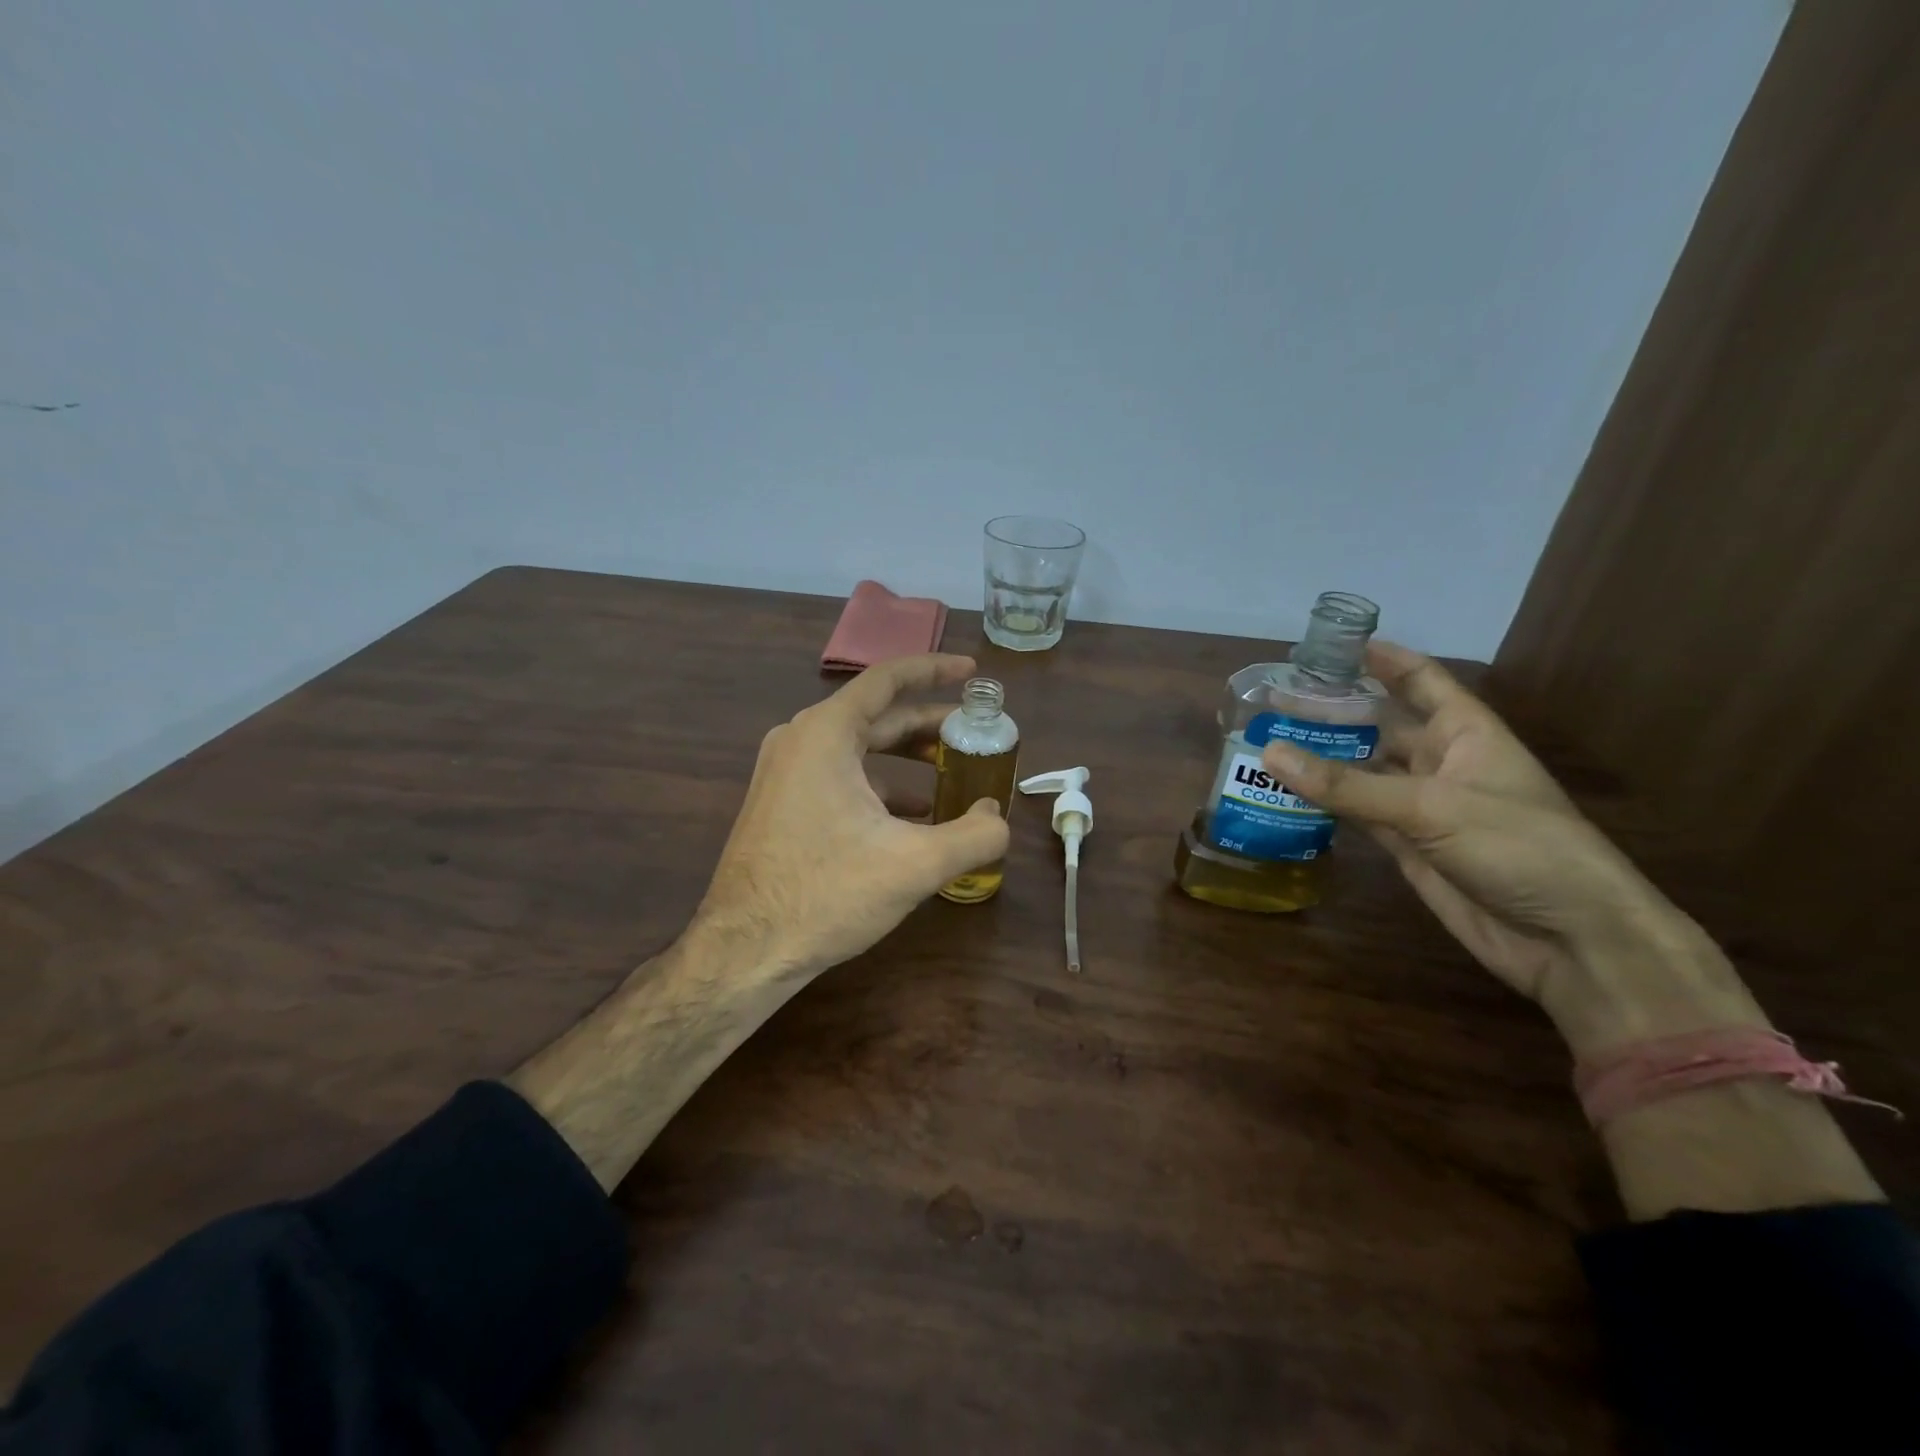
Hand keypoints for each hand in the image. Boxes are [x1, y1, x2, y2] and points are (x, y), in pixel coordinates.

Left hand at [692, 653, 1009, 976]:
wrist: (745, 950)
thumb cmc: (827, 894)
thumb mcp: (915, 864)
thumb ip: (974, 835)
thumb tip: (999, 817)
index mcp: (826, 733)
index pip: (887, 680)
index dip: (934, 670)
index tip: (972, 672)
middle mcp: (800, 740)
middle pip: (876, 716)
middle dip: (928, 724)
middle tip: (974, 734)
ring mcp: (785, 772)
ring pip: (858, 749)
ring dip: (906, 759)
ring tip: (950, 777)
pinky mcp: (781, 803)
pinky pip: (840, 777)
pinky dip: (880, 786)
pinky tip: (912, 819)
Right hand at [1260, 642, 1699, 1016]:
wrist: (1568, 939)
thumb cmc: (1519, 848)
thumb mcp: (1431, 807)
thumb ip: (1347, 785)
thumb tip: (1269, 751)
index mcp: (1467, 733)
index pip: (1421, 681)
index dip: (1384, 660)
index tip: (1336, 644)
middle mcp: (1442, 763)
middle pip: (1382, 727)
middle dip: (1336, 712)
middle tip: (1277, 699)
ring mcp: (1423, 808)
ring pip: (1362, 772)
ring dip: (1322, 760)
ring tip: (1267, 740)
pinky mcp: (1407, 847)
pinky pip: (1357, 815)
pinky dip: (1325, 804)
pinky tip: (1286, 791)